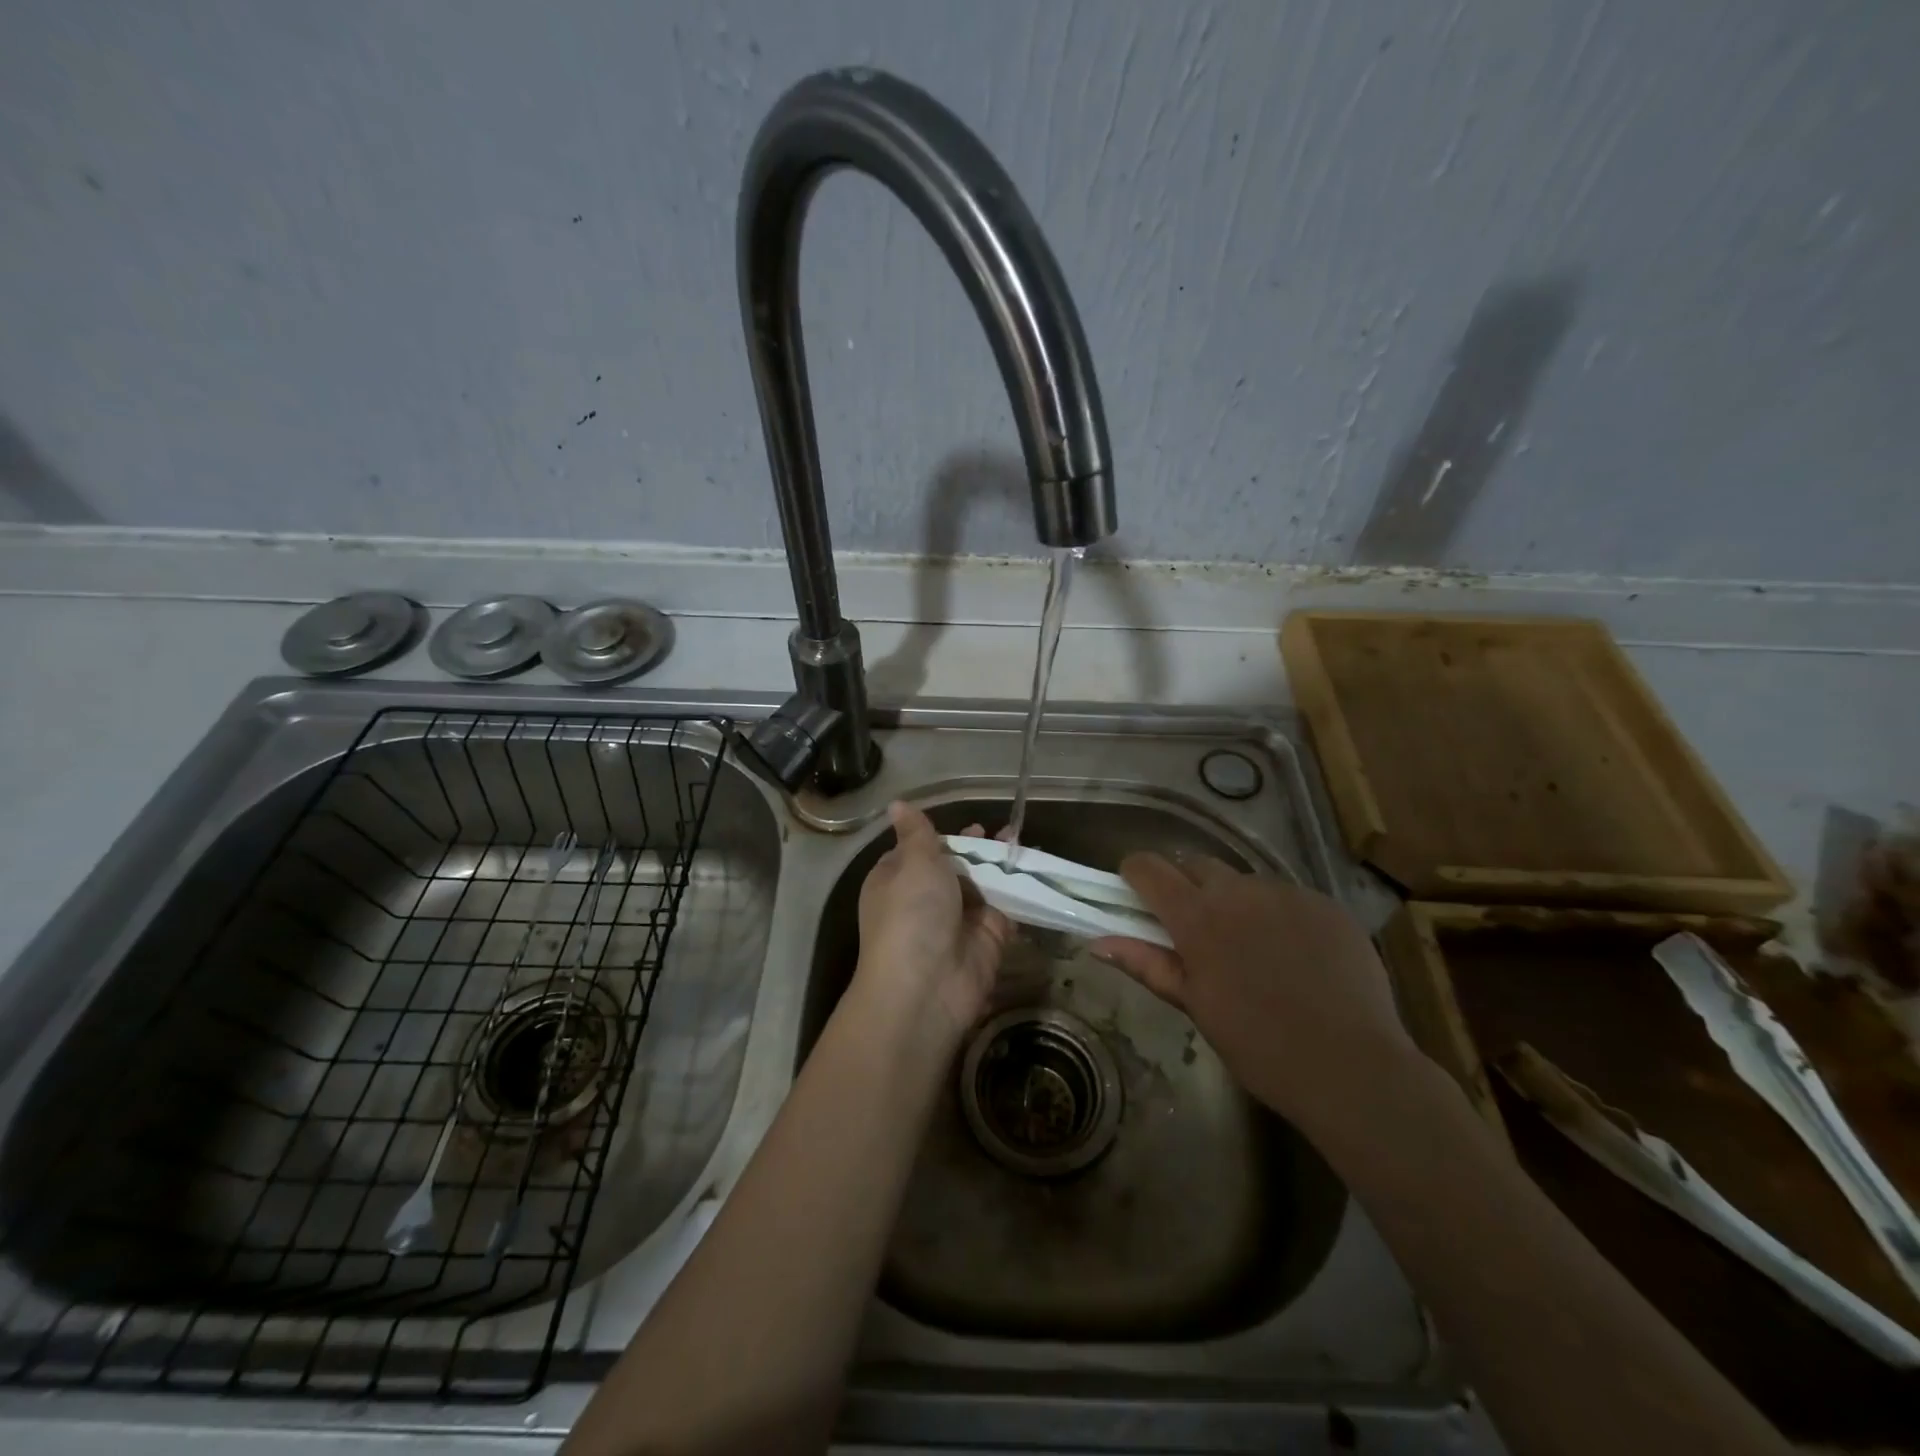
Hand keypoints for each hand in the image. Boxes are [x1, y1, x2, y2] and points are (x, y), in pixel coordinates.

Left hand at [854, 802, 1013, 1043]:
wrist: (927, 986)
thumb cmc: (912, 913)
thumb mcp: (913, 862)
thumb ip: (918, 832)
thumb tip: (896, 802)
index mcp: (896, 879)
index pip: (918, 850)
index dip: (943, 836)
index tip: (968, 823)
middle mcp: (925, 898)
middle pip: (955, 865)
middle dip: (978, 848)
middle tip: (1002, 832)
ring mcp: (958, 919)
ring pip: (983, 883)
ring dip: (1001, 864)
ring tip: (1021, 841)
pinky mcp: (988, 937)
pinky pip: (1006, 906)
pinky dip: (1020, 889)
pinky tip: (1036, 867)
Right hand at [1090, 855, 1415, 1126]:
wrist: (1351, 1067)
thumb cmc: (1258, 1044)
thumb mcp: (1195, 1005)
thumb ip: (1146, 964)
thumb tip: (1097, 943)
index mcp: (1197, 916)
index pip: (1150, 868)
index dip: (1135, 872)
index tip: (1132, 888)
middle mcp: (1238, 891)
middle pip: (1196, 863)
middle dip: (1184, 883)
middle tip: (1192, 925)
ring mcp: (1287, 893)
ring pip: (1245, 881)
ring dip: (1234, 901)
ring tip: (1251, 946)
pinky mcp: (1326, 904)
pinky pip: (1288, 897)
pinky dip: (1279, 915)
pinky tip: (1295, 956)